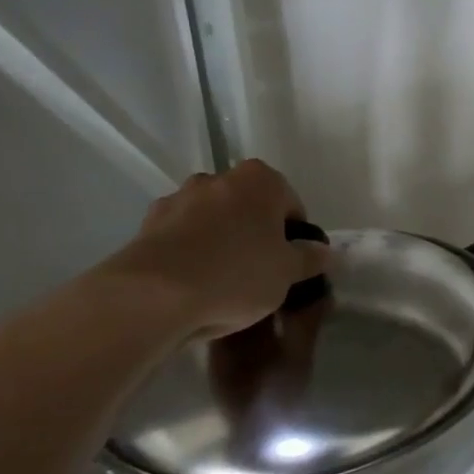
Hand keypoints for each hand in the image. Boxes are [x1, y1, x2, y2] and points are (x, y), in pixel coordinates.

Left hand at [107, 160, 327, 338]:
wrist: (153, 295)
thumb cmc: (236, 275)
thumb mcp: (287, 273)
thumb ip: (310, 259)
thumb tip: (325, 252)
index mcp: (260, 180)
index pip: (291, 205)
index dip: (295, 238)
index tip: (290, 266)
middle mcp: (218, 178)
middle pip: (249, 208)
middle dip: (256, 235)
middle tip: (260, 274)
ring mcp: (179, 198)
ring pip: (214, 220)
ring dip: (221, 242)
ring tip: (222, 283)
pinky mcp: (148, 223)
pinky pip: (182, 237)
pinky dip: (190, 253)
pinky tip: (192, 285)